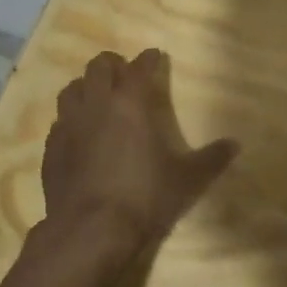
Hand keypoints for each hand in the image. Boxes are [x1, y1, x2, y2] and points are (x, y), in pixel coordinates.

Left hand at [38, 48, 238, 276]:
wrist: (89, 230)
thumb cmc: (143, 196)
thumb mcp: (186, 179)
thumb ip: (211, 159)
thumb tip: (236, 144)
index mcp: (130, 103)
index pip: (139, 68)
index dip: (149, 59)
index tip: (155, 56)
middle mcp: (96, 105)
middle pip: (98, 67)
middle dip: (113, 64)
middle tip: (124, 73)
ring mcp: (68, 125)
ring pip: (72, 88)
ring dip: (87, 86)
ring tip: (98, 96)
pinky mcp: (51, 149)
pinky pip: (59, 121)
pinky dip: (71, 118)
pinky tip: (80, 132)